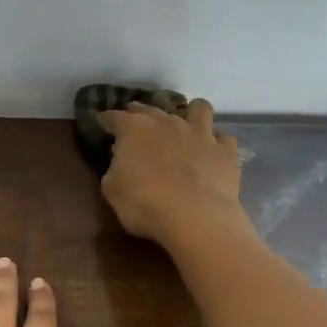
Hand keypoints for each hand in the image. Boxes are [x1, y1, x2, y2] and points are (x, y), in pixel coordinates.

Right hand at [99, 98, 244, 245]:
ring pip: (198, 108)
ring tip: (185, 128)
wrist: (196, 218)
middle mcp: (167, 122)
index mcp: (134, 129)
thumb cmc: (145, 205)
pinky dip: (216, 143)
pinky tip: (211, 152)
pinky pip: (223, 137)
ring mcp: (200, 132)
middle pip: (149, 108)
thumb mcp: (112, 190)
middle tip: (136, 128)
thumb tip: (122, 158)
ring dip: (190, 114)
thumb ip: (114, 167)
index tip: (101, 124)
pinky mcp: (225, 149)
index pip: (113, 117)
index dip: (105, 120)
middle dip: (139, 114)